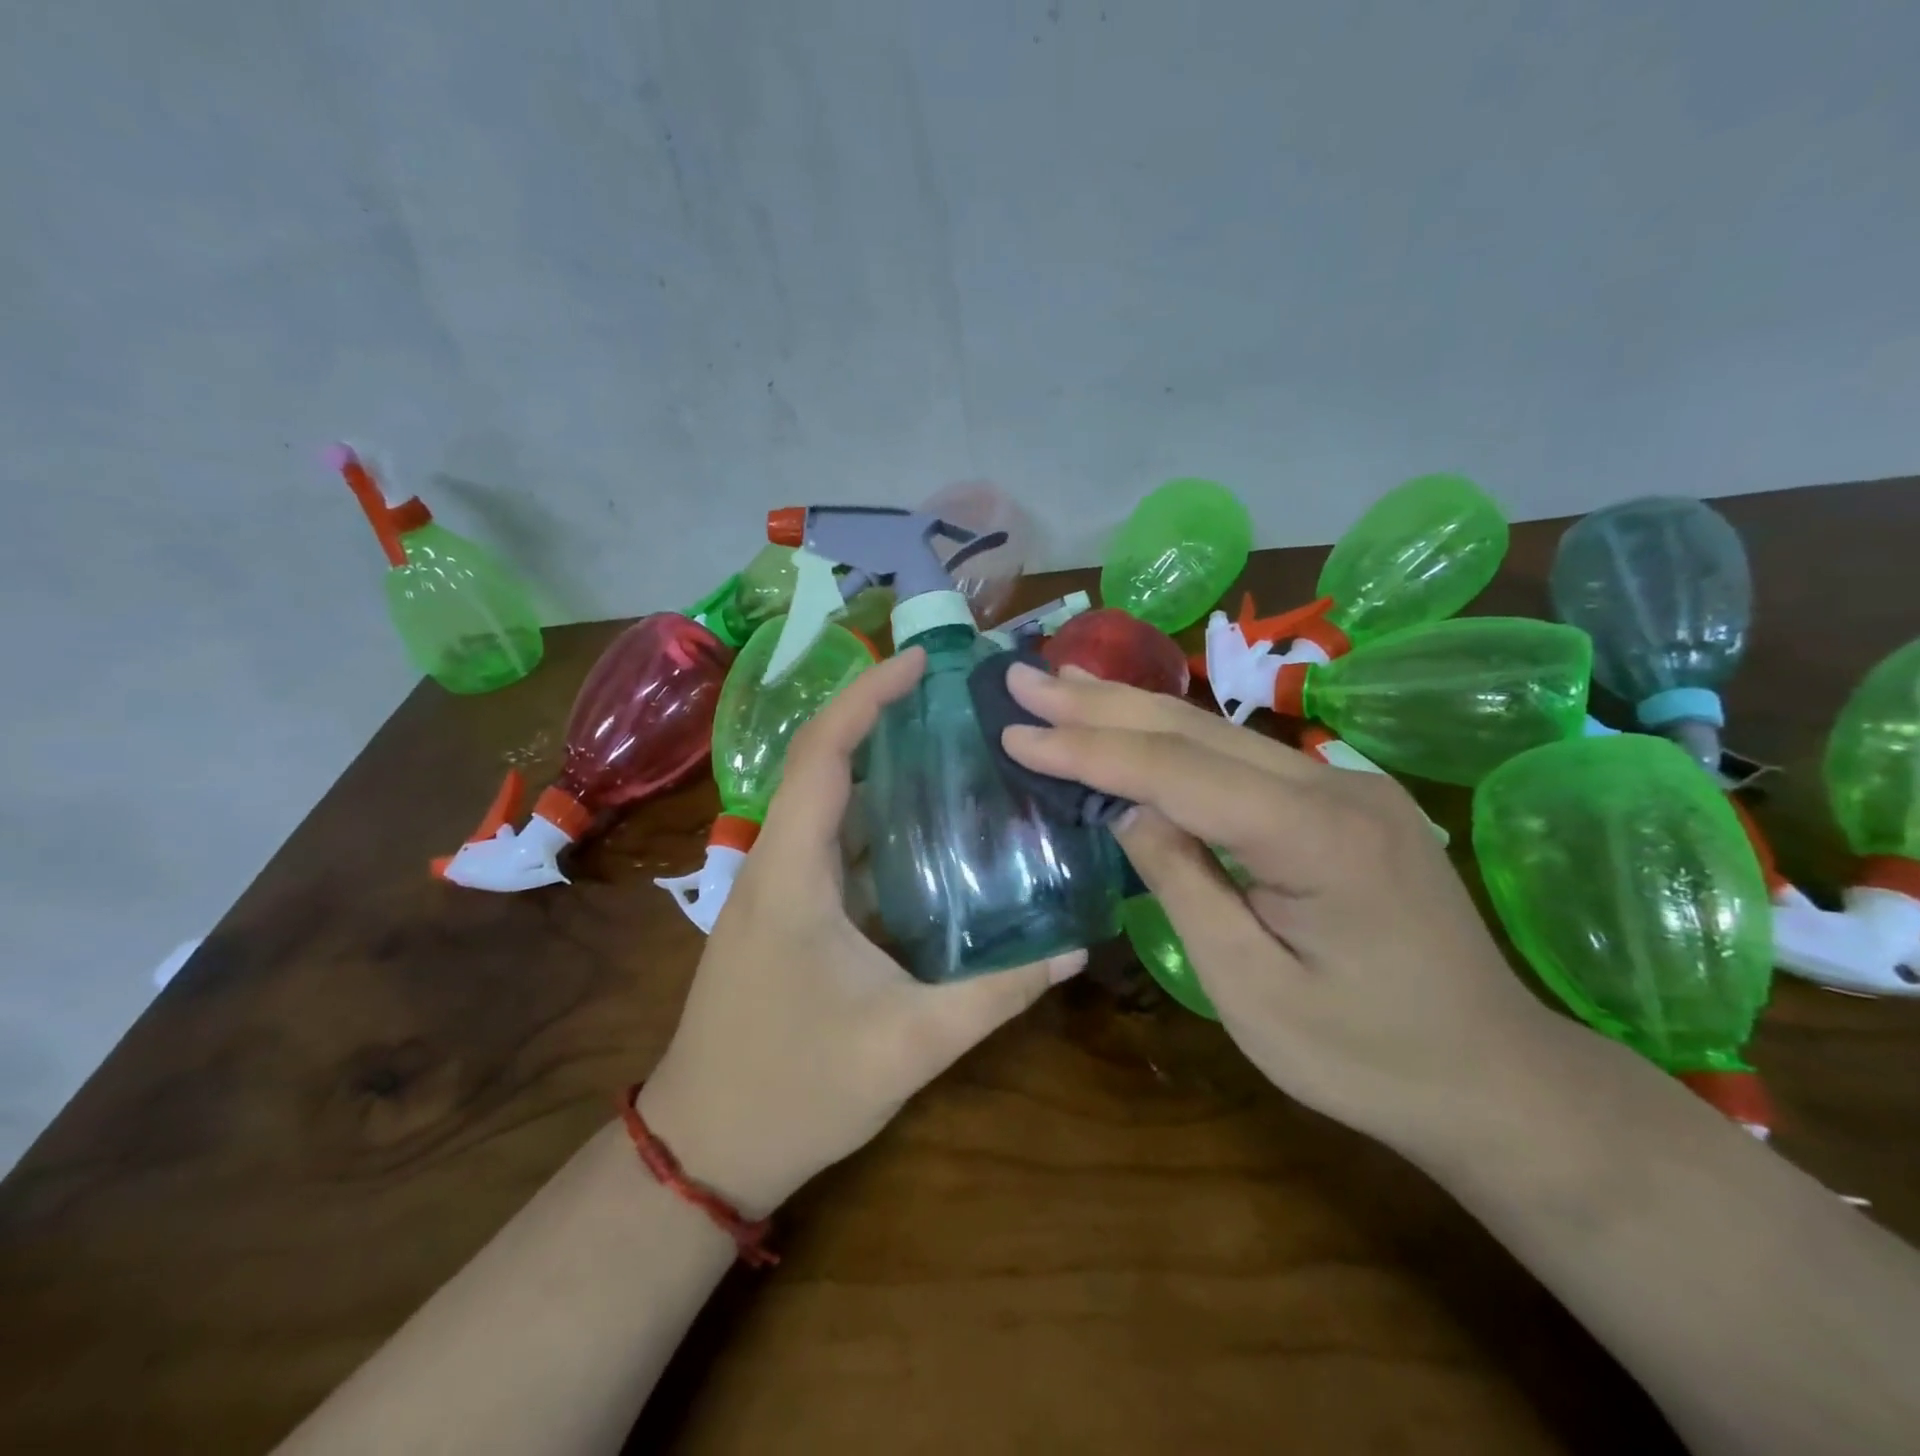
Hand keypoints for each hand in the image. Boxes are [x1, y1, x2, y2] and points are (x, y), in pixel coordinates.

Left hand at [641, 648, 1085, 1215]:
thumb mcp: (909, 1043)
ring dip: (880, 765)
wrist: (706, 1148)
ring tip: (952, 745)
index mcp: (792, 871)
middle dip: (881, 716)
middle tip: (955, 699)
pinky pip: (832, 841)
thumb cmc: (795, 1090)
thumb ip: (996, 994)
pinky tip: (930, 827)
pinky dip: (876, 816)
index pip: (824, 754)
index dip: (868, 696)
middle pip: (823, 762)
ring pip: (827, 801)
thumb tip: (1074, 948)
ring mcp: (776, 887)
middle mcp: (777, 862)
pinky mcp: (786, 912)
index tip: (920, 662)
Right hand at [1000, 663, 1559, 1152]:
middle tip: (1023, 678)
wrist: (1496, 1075)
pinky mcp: (1342, 796)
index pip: (1175, 771)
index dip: (1088, 750)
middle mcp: (1334, 783)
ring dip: (1132, 705)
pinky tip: (1137, 720)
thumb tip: (1126, 810)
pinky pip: (1241, 755)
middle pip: (1193, 729)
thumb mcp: (1250, 988)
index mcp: (1316, 834)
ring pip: (1217, 731)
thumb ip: (1182, 883)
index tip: (1015, 733)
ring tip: (1064, 681)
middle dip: (1099, 704)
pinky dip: (1174, 735)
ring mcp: (1345, 782)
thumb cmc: (1366, 1056)